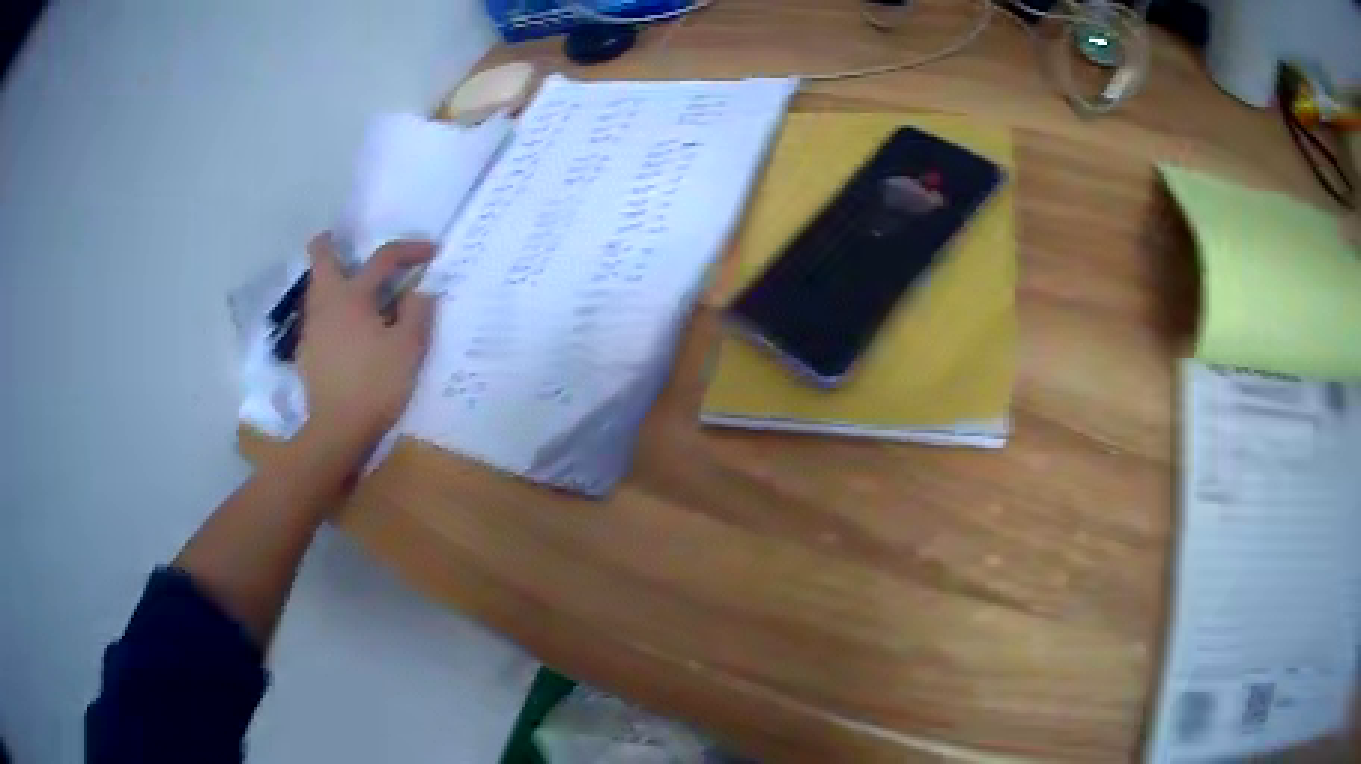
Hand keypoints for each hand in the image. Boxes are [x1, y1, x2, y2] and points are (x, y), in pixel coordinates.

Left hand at [298, 232, 435, 460]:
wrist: (337, 429)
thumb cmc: (375, 385)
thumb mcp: (408, 349)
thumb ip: (418, 312)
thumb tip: (421, 289)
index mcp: (353, 296)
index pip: (383, 258)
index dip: (409, 249)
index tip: (431, 253)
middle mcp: (327, 302)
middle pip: (321, 256)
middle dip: (332, 243)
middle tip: (346, 243)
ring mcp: (312, 326)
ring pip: (317, 286)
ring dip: (333, 277)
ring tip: (356, 291)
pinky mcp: (307, 350)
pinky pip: (318, 314)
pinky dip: (331, 308)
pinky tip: (346, 329)